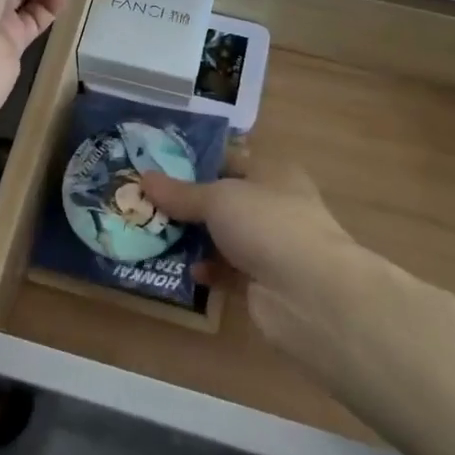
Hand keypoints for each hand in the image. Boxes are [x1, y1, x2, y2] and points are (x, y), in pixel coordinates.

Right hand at [140, 152, 366, 356]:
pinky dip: (208, 271)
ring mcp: (271, 247)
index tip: (159, 169)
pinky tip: (185, 271)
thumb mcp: (218, 198)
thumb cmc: (267, 224)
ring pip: (225, 237)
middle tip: (147, 205)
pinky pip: (228, 272)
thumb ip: (181, 193)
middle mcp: (274, 206)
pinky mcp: (264, 283)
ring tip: (155, 236)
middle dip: (189, 204)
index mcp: (273, 173)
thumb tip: (144, 178)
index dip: (196, 163)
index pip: (229, 161)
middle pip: (224, 200)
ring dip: (195, 239)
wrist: (310, 294)